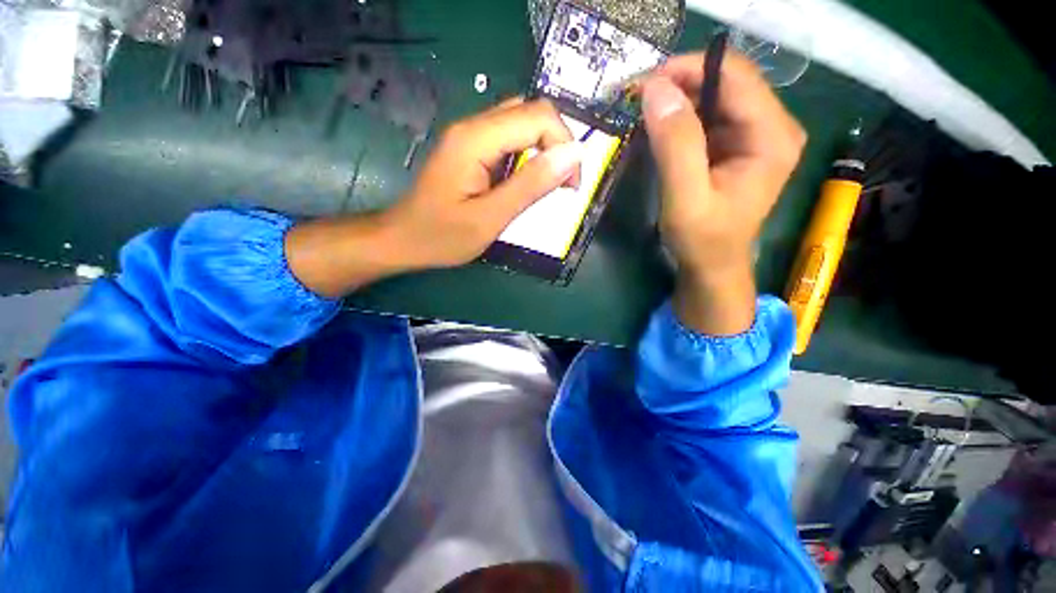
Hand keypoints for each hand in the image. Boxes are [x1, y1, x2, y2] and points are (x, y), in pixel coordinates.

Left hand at [384, 97, 582, 268]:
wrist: (403, 239)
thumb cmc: (442, 236)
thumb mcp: (490, 218)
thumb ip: (531, 185)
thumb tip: (573, 155)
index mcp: (476, 139)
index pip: (538, 117)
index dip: (564, 146)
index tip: (570, 186)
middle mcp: (473, 126)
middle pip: (531, 112)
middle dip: (558, 144)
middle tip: (563, 185)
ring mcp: (470, 135)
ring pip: (522, 123)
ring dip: (545, 150)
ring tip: (548, 185)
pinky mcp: (471, 148)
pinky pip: (510, 139)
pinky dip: (529, 156)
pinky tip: (527, 181)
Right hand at [641, 51, 806, 334]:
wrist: (713, 266)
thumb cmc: (702, 240)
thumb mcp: (686, 198)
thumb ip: (675, 145)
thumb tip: (655, 89)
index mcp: (771, 136)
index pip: (734, 76)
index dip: (688, 70)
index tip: (644, 85)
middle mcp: (772, 126)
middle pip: (726, 81)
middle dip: (680, 83)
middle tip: (638, 98)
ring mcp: (754, 135)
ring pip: (715, 96)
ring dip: (678, 99)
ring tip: (644, 113)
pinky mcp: (737, 145)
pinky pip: (709, 116)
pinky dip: (681, 117)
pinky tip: (660, 129)